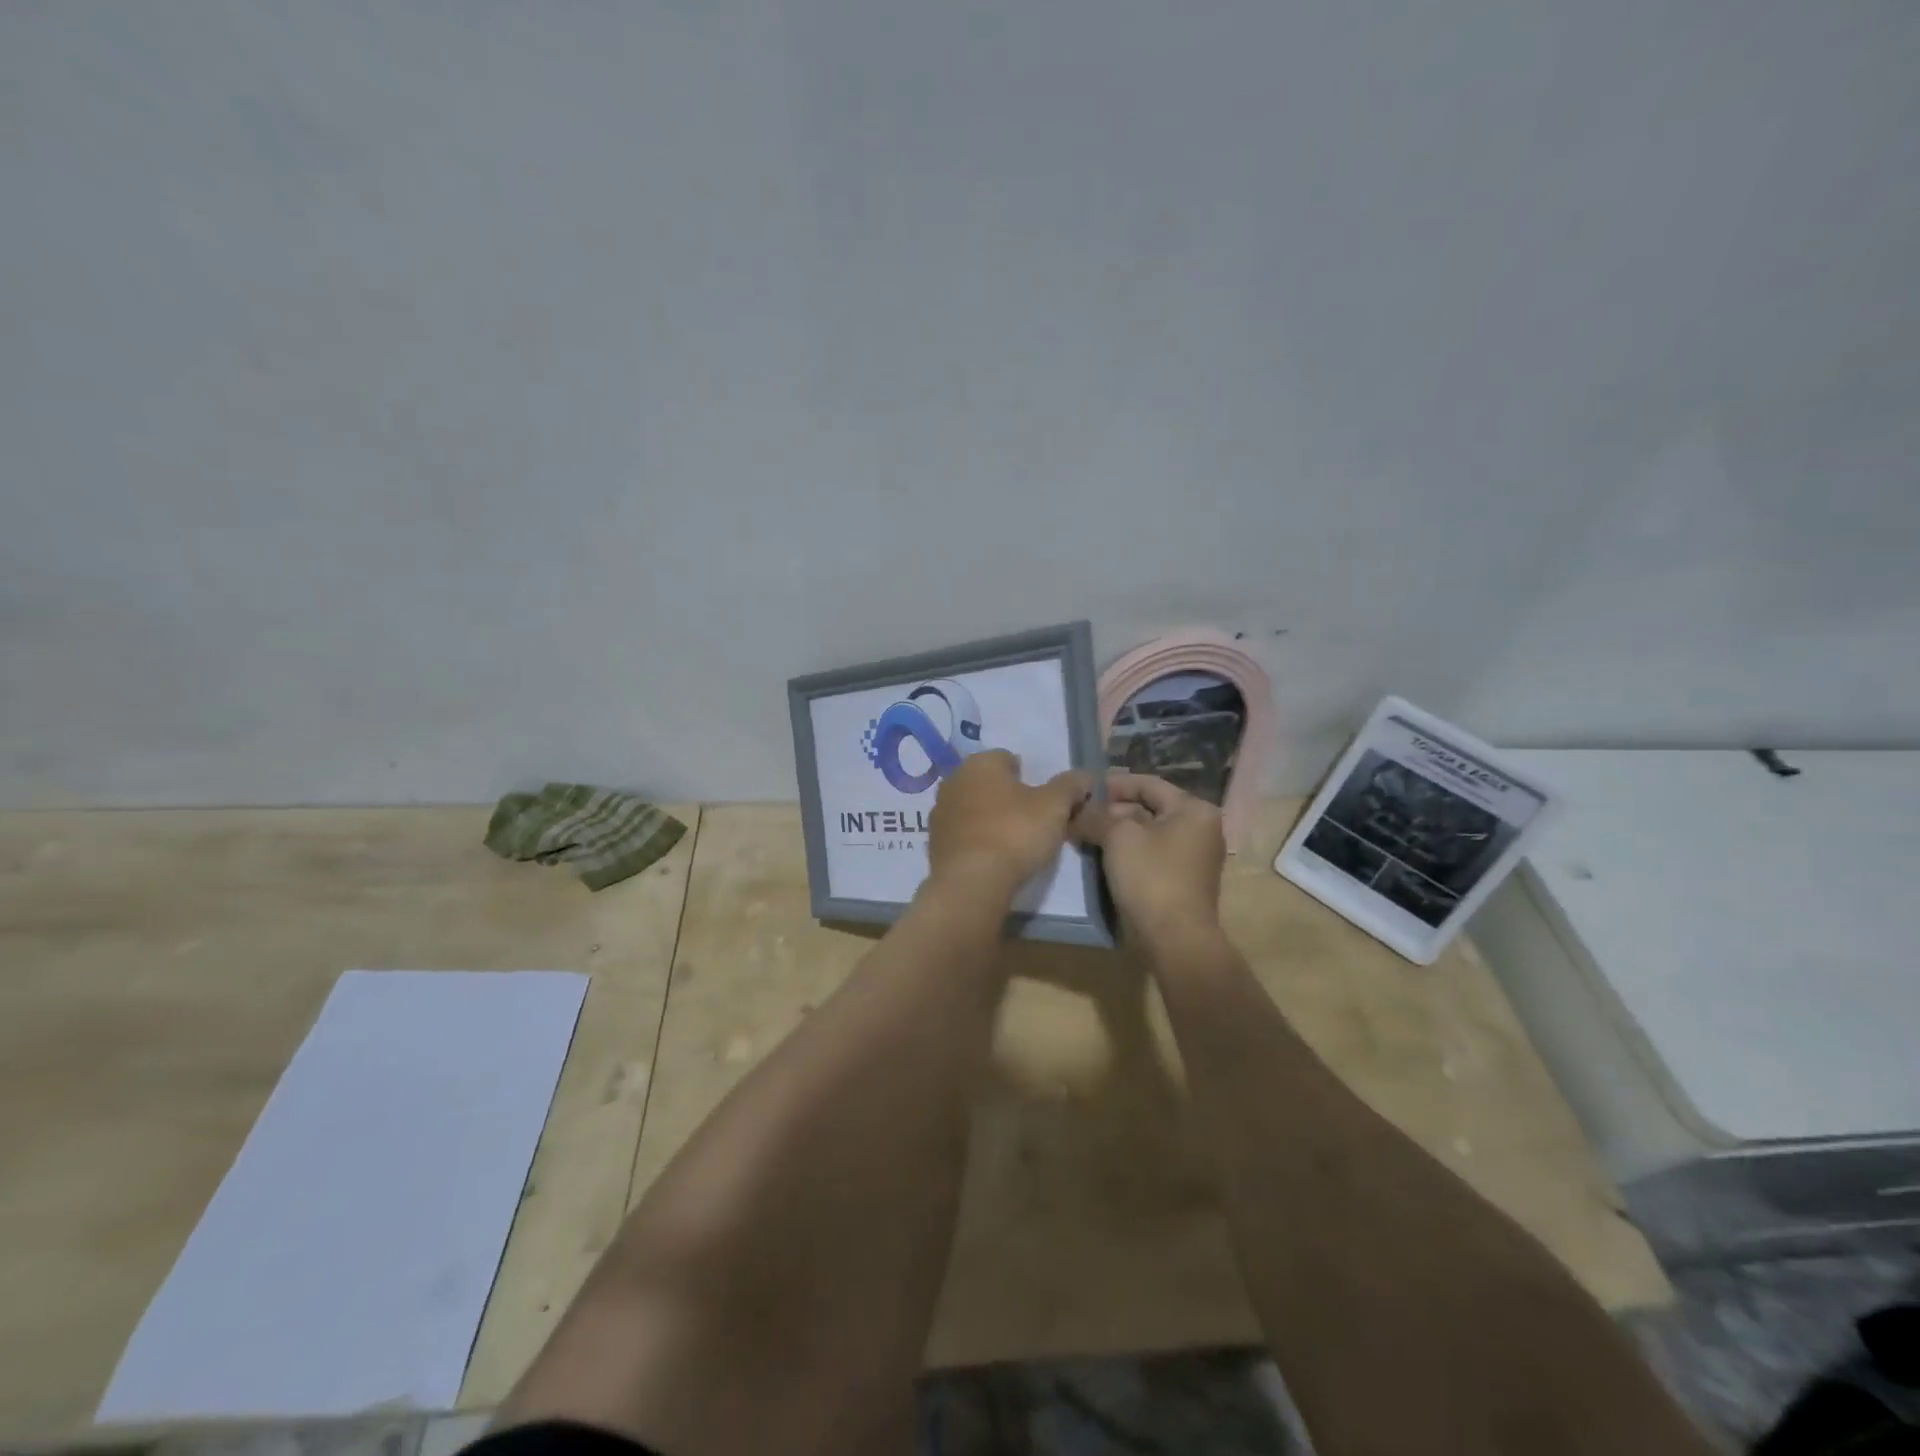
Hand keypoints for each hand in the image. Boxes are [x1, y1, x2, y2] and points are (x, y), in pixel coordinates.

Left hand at [927, 750, 1091, 896]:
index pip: (1009, 759)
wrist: (971, 882)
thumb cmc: (1015, 833)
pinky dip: (977, 839)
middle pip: (989, 783)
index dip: (1030, 778)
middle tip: (1032, 822)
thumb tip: (1084, 776)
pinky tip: (992, 858)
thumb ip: (1070, 786)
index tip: (1044, 803)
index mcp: (980, 762)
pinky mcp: (934, 841)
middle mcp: (954, 779)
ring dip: (990, 818)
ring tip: (1013, 843)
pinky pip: (963, 833)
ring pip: (974, 807)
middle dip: (1008, 797)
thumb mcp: (1055, 807)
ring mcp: (940, 810)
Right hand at [1073, 771, 1225, 940]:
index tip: (1085, 790)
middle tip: (1081, 816)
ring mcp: (1194, 857)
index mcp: (1194, 810)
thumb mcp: (1118, 837)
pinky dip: (1128, 852)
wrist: (1174, 939)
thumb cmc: (1151, 877)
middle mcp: (1200, 829)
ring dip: (1117, 833)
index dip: (1114, 784)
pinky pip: (1152, 855)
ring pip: (1148, 833)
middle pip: (1149, 808)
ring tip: (1086, 835)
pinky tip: (1103, 857)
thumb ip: (1097, 816)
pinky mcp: (1183, 881)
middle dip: (1113, 811)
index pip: (1148, 784)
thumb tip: (1078, 811)